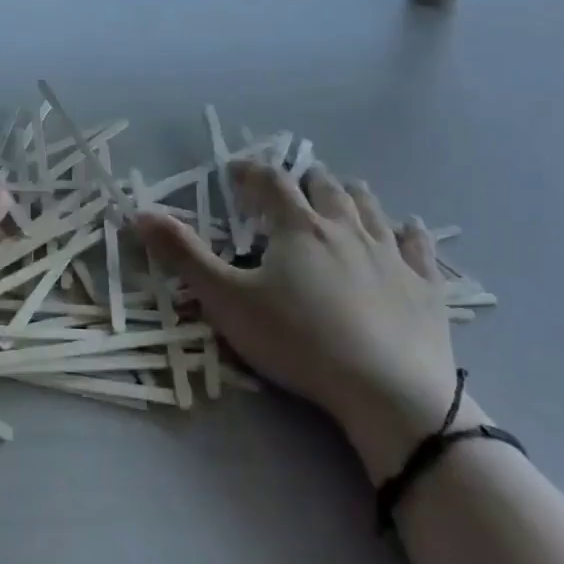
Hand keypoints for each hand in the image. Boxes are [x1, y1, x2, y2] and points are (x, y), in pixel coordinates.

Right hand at [138, 160, 466, 479]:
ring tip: (341, 194)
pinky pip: (420, 248)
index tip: (234, 172)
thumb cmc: (299, 340)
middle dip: (304, 179)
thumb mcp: (227, 299)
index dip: (250, 171)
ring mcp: (390, 255)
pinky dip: (410, 233)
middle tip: (290, 186)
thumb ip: (183, 255)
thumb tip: (139, 213)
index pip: (271, 181)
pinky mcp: (425, 287)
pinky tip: (409, 228)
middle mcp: (346, 228)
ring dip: (351, 195)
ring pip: (370, 207)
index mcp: (298, 226)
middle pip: (325, 187)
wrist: (389, 392)